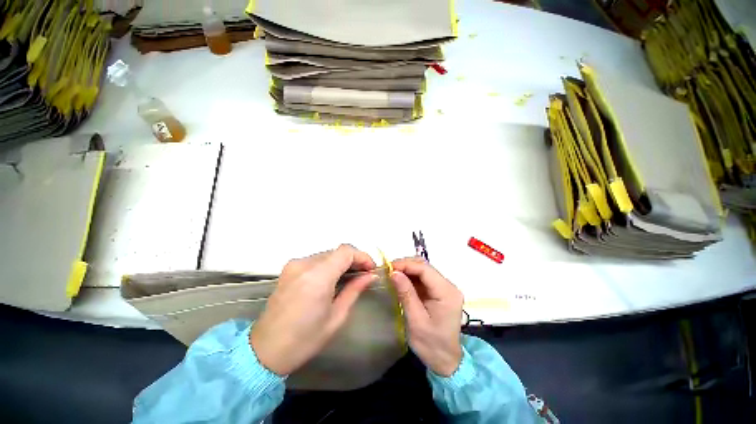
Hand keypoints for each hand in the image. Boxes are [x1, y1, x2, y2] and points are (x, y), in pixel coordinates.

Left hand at [250, 244, 376, 375]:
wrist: (265, 351)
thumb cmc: (305, 339)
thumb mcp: (336, 317)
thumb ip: (355, 290)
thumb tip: (371, 276)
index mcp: (317, 276)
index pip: (346, 251)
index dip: (362, 256)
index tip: (371, 269)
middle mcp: (304, 264)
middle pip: (337, 251)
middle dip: (354, 260)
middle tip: (364, 274)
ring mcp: (294, 265)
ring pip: (327, 254)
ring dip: (341, 262)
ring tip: (350, 277)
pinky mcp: (289, 269)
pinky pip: (316, 260)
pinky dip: (329, 265)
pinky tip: (333, 279)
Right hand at [391, 258, 463, 376]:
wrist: (446, 361)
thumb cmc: (431, 345)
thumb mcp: (416, 321)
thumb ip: (406, 294)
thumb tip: (393, 272)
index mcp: (447, 293)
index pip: (425, 269)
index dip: (406, 265)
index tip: (388, 268)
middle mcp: (449, 286)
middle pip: (425, 266)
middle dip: (405, 265)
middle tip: (388, 271)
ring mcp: (445, 287)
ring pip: (423, 269)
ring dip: (407, 269)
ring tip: (392, 274)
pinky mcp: (439, 291)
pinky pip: (423, 278)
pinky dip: (410, 277)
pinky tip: (400, 281)